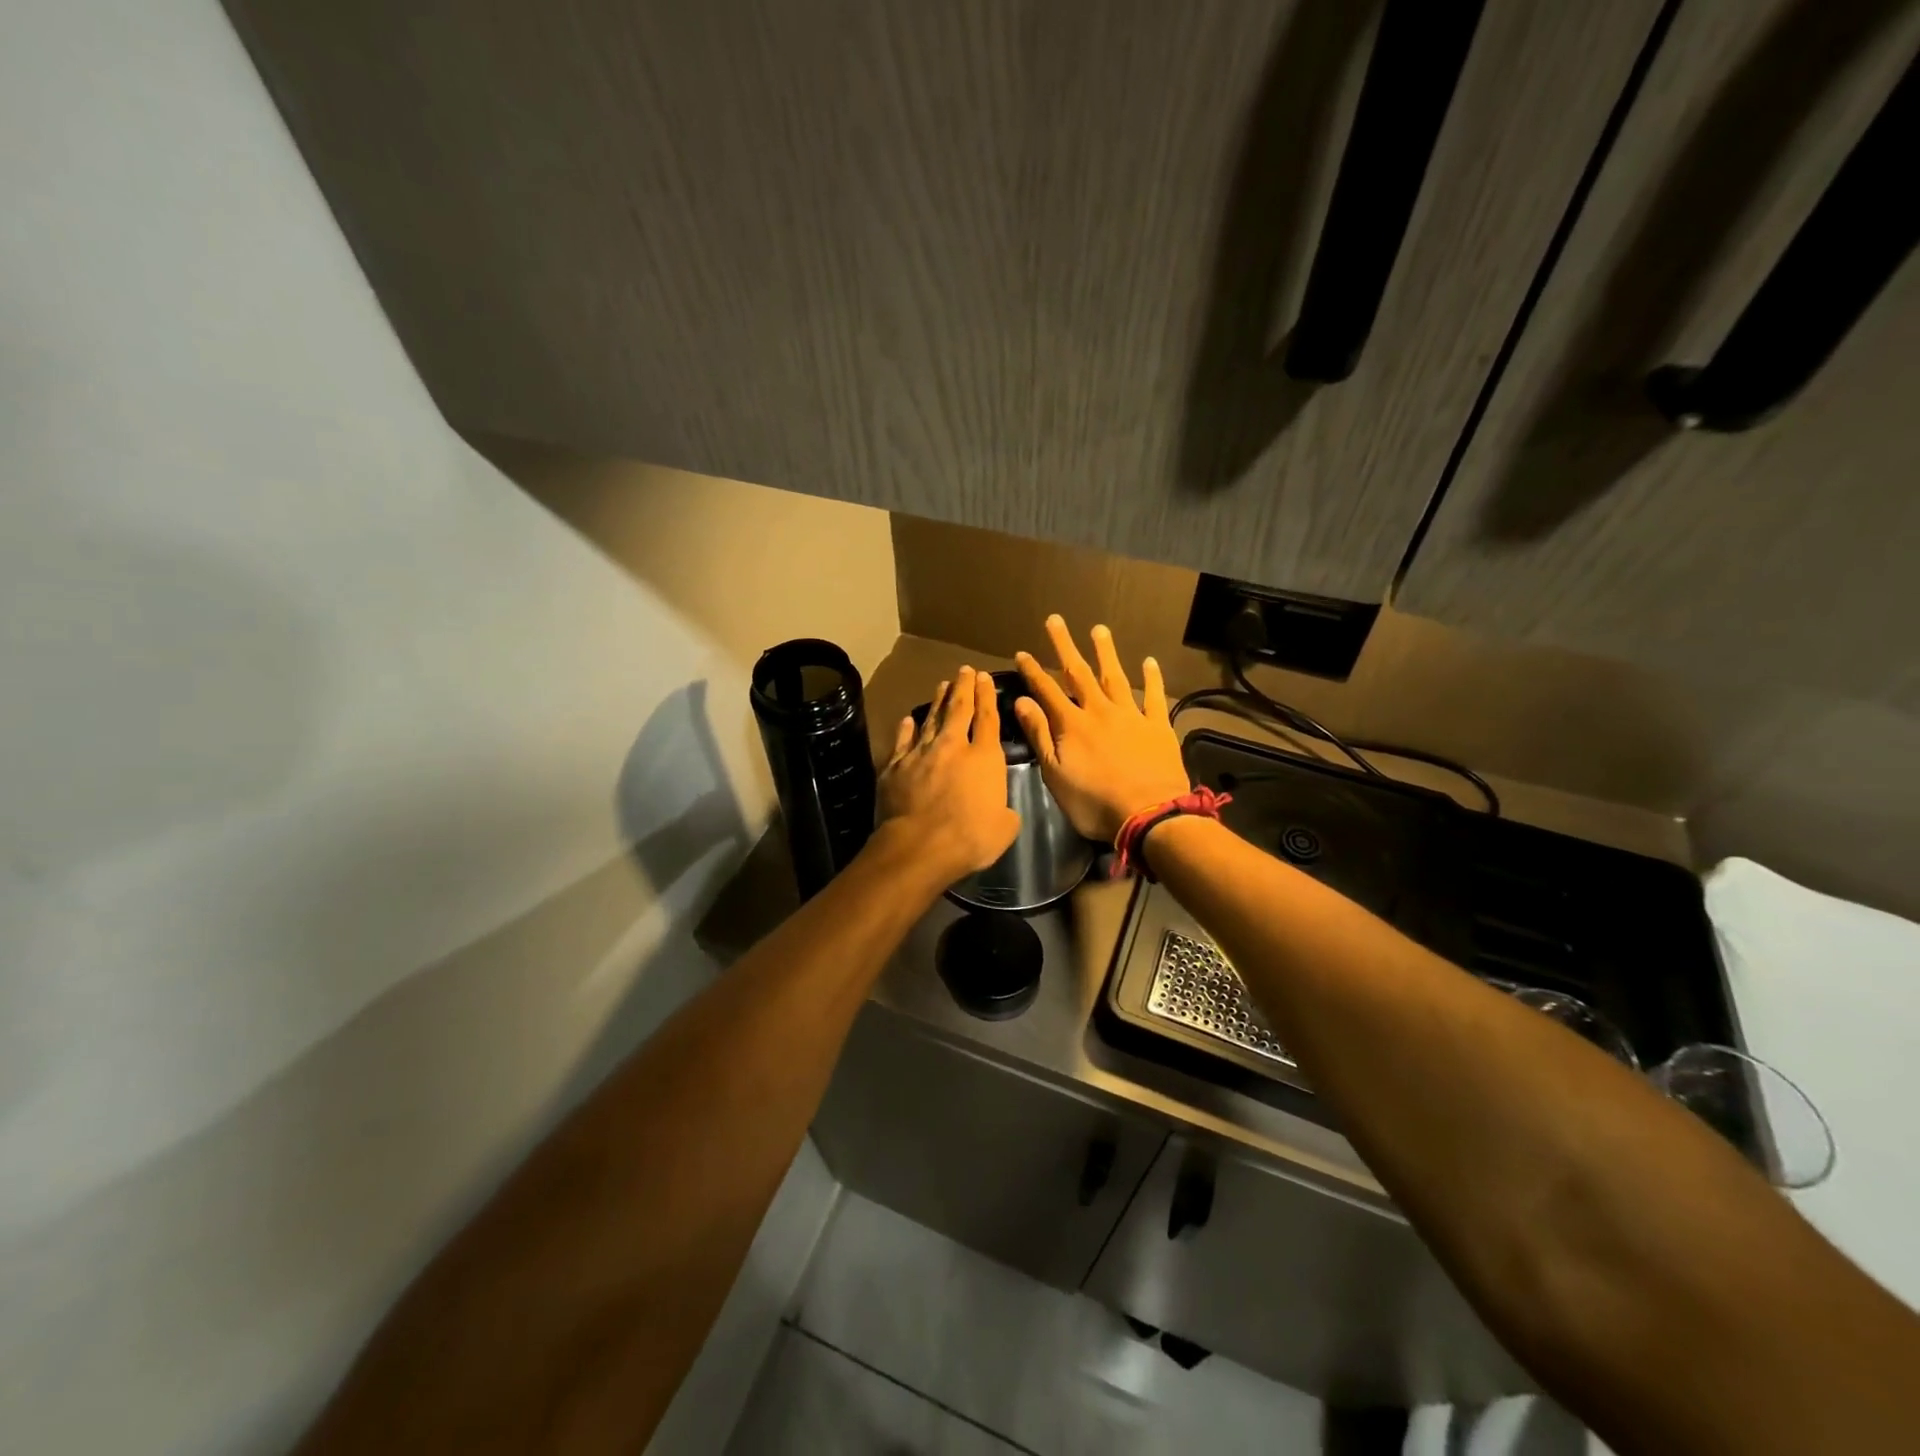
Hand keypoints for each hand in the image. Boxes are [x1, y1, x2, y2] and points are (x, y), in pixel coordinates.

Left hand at [876, 666, 1020, 882]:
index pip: (987, 718)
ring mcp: (920, 753)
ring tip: (942, 685)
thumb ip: (1005, 811)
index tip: (985, 678)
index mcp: (984, 757)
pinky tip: (908, 719)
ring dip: (937, 700)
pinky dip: (906, 728)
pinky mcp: (895, 766)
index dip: (987, 696)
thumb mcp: (1004, 827)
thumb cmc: (970, 838)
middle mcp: (952, 746)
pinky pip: (902, 741)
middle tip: (965, 670)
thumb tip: (1002, 810)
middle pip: (958, 709)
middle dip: (963, 687)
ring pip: (930, 719)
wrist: (919, 846)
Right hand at [1014, 617, 1190, 842]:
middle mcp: (1100, 711)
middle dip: (1065, 646)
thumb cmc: (1095, 802)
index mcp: (1072, 724)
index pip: (1047, 690)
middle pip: (1079, 673)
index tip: (1022, 652)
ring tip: (1099, 629)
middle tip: (1056, 620)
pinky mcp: (1158, 726)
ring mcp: (1131, 716)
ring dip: (1105, 652)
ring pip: (1115, 677)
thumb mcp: (1056, 774)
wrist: (1150, 815)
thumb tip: (1022, 701)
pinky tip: (1149, 661)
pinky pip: (1154, 696)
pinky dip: (1152, 678)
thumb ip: (1040, 735)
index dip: (1033, 671)